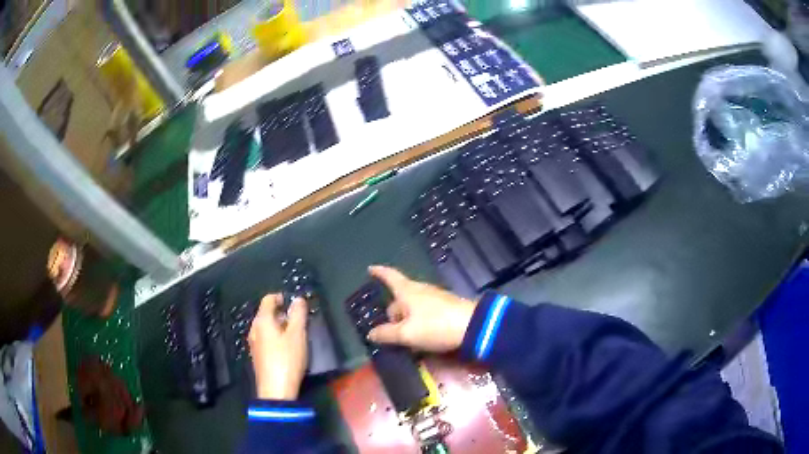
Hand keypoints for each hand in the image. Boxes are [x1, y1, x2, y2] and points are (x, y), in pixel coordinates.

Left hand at [248, 294, 307, 399]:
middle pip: (265, 313)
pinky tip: (286, 348)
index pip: (268, 300)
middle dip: (281, 312)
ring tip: (294, 334)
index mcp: (262, 321)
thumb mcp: (297, 335)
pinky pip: (265, 339)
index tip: (293, 303)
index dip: (280, 297)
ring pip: (265, 327)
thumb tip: (298, 299)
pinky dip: (275, 337)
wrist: (275, 391)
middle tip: (297, 319)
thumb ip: (298, 315)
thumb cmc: (287, 360)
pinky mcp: (257, 356)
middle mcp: (254, 329)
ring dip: (278, 326)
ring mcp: (254, 344)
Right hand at [367, 266, 475, 351]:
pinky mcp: (446, 308)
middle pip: (400, 299)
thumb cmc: (435, 326)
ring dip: (407, 322)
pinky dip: (419, 324)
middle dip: (393, 314)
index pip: (390, 277)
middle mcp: (421, 290)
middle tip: (391, 334)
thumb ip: (386, 334)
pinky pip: (425, 314)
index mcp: (408, 291)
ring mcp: (435, 298)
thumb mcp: (406, 334)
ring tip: (407, 341)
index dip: (379, 273)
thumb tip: (371, 333)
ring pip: (413, 308)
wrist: (473, 327)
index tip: (370, 269)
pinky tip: (422, 339)